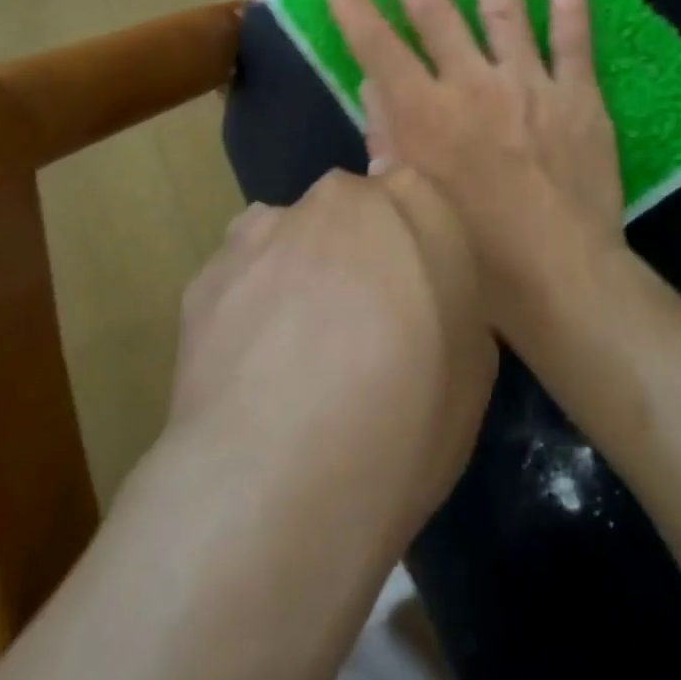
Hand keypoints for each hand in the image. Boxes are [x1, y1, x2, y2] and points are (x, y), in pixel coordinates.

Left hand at [171, 168, 496, 528]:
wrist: (279, 482)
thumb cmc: (405, 420)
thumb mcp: (473, 367)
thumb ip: (451, 302)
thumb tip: (422, 296)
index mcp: (412, 202)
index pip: (416, 197)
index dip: (412, 247)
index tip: (410, 297)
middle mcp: (337, 198)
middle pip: (350, 212)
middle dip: (354, 252)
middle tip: (357, 326)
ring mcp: (265, 230)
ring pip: (290, 239)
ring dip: (297, 273)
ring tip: (295, 354)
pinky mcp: (207, 274)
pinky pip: (242, 279)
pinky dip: (249, 308)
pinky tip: (251, 371)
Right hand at [326, 0, 625, 341]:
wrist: (561, 275)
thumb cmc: (476, 251)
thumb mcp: (412, 200)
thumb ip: (388, 137)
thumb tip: (373, 85)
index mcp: (426, 117)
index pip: (380, 50)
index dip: (356, 12)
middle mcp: (473, 88)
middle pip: (437, 14)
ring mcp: (529, 86)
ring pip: (504, 9)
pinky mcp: (578, 96)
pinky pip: (573, 40)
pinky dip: (569, 3)